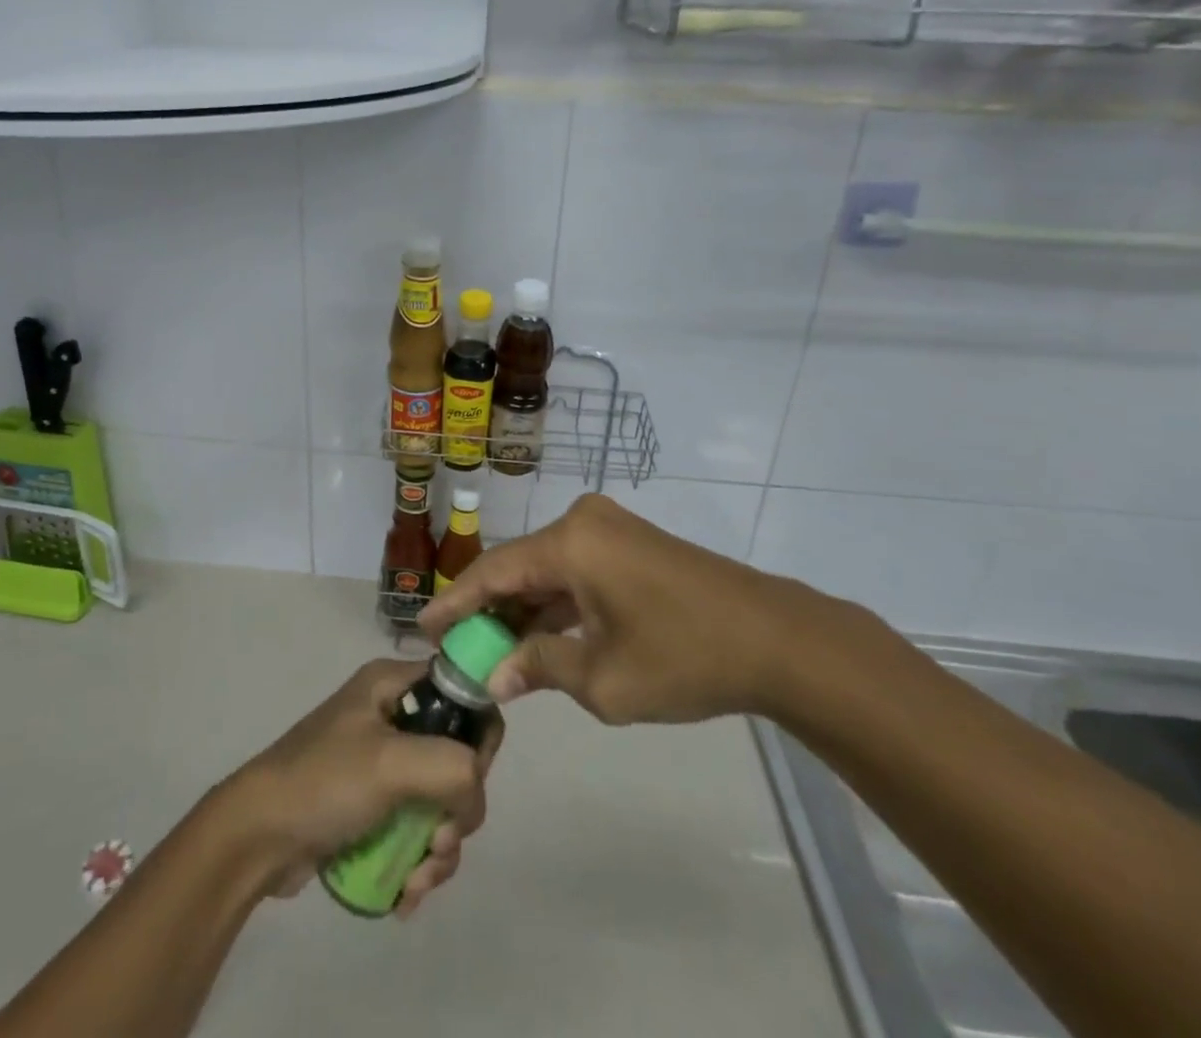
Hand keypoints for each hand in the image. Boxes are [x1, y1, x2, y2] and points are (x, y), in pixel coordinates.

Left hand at [215, 659, 503, 916]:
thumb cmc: (323, 782)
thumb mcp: (391, 763)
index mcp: (394, 685)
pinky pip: (418, 829)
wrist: (256, 837)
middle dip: (457, 811)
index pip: (463, 695)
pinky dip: (421, 863)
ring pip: (442, 802)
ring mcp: (384, 764)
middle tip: (438, 841)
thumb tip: (475, 790)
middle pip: (459, 758)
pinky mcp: (375, 806)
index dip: (477, 737)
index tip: (469, 780)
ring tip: (417, 880)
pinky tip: (406, 893)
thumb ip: (452, 766)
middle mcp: (393, 715)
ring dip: (441, 848)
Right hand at [420, 493, 812, 725]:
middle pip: (519, 567)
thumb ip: (540, 669)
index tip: (423, 628)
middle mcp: (583, 521)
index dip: (456, 601)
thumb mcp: (604, 679)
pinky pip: (576, 569)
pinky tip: (539, 636)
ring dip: (523, 608)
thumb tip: (495, 677)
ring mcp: (609, 528)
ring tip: (492, 648)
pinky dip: (556, 602)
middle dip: (489, 609)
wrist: (777, 640)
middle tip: (457, 646)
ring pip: (548, 569)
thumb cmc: (685, 657)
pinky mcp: (629, 543)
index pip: (494, 571)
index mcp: (570, 542)